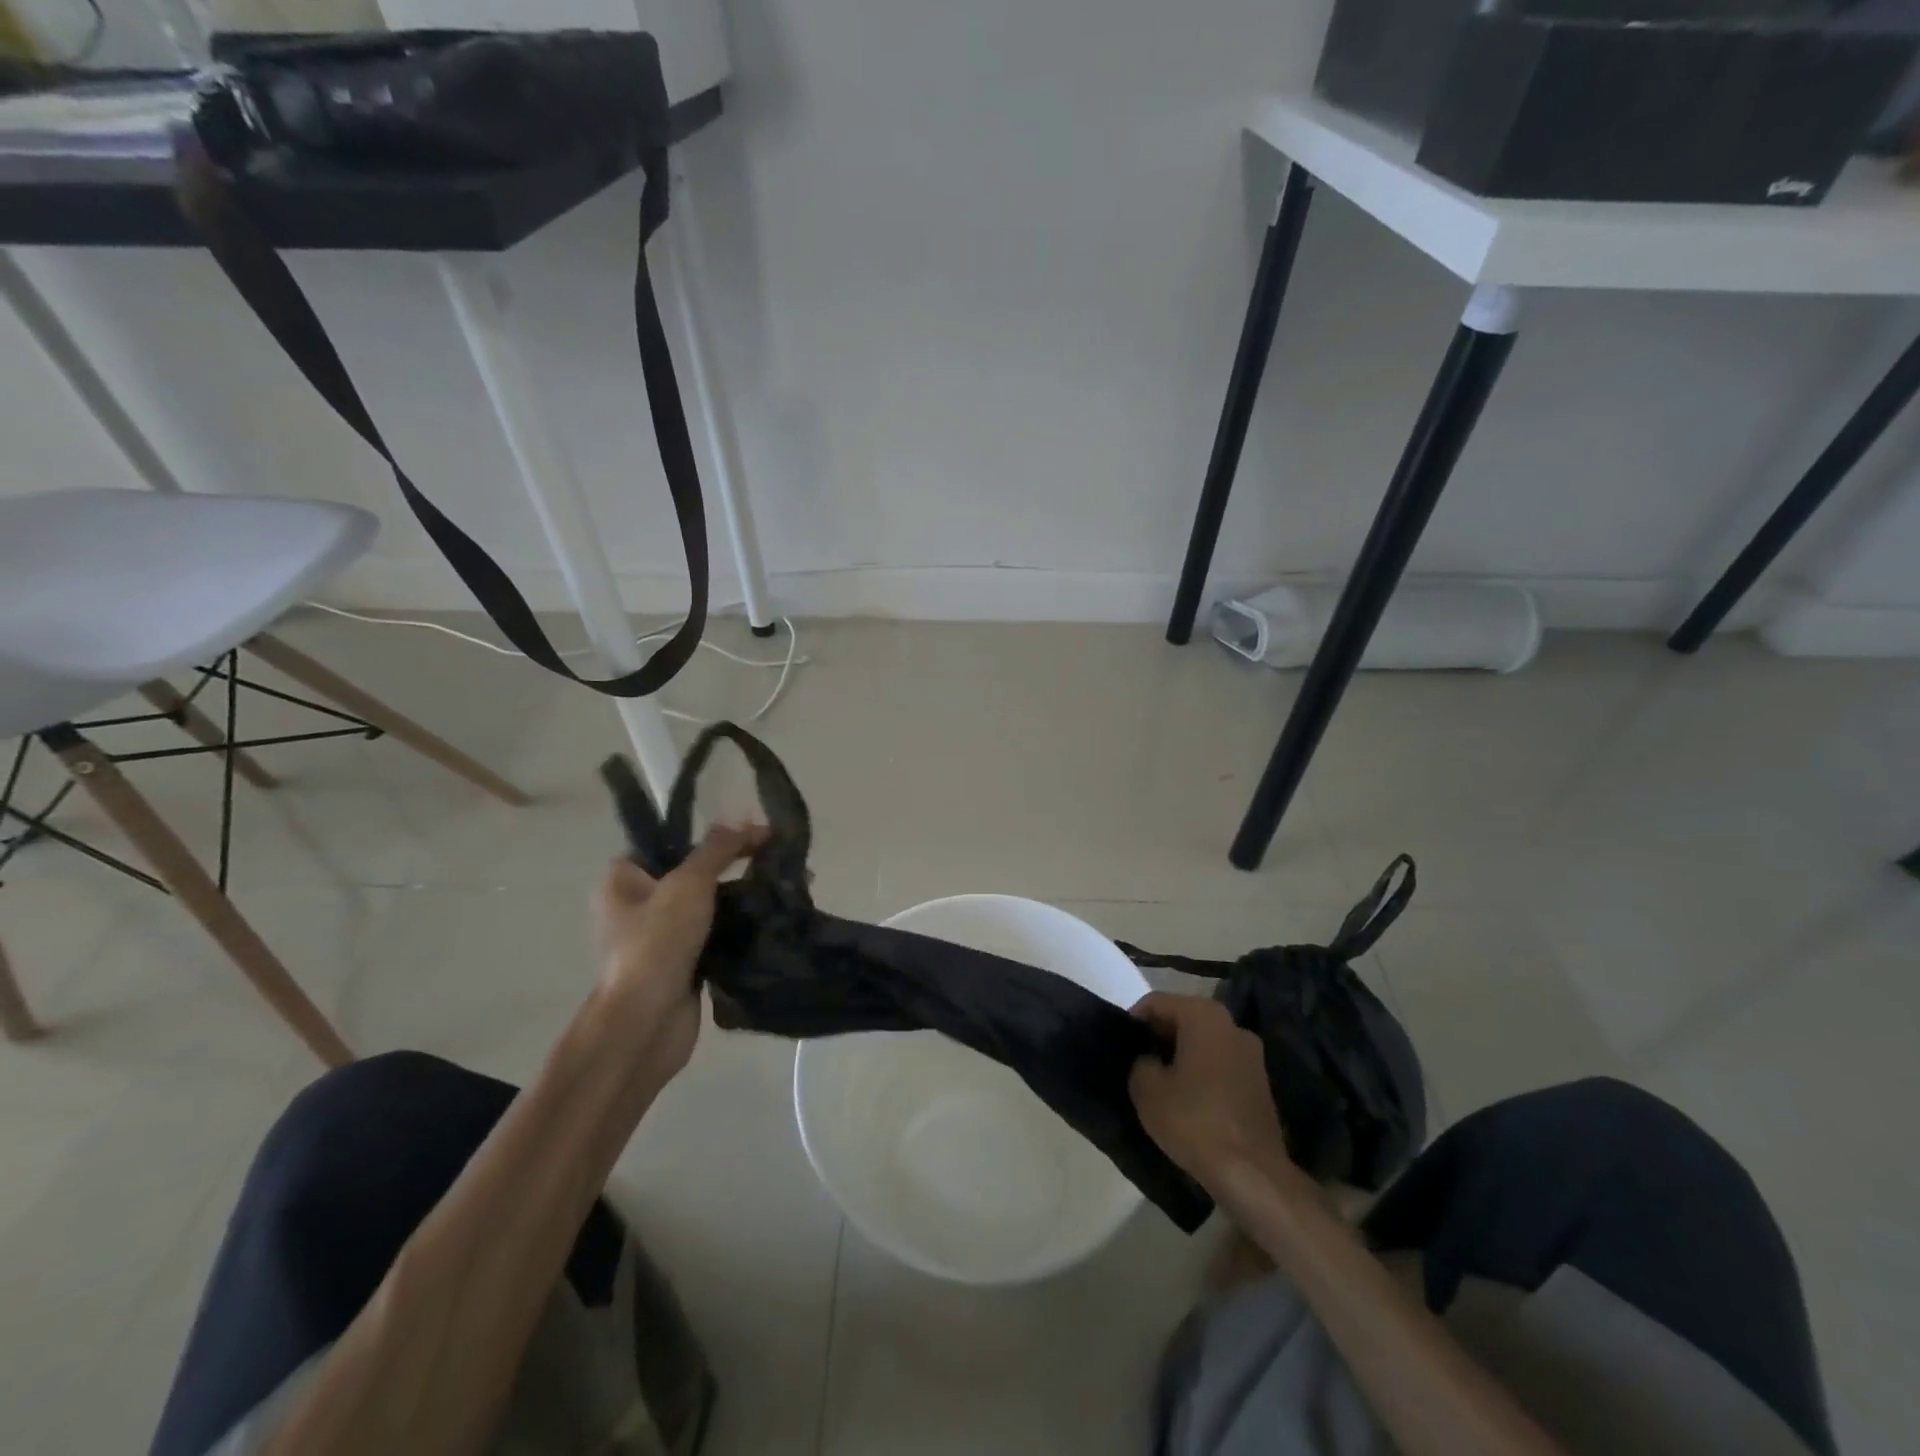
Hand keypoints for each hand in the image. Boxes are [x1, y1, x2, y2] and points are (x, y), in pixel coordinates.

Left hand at [594, 823, 764, 1082]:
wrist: (645, 1023)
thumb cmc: (656, 943)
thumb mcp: (688, 883)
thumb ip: (717, 849)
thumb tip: (743, 821)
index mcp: (623, 878)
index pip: (669, 841)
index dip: (712, 834)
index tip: (753, 832)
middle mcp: (636, 904)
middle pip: (693, 872)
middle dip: (736, 864)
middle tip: (776, 857)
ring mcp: (660, 936)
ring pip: (709, 904)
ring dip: (744, 896)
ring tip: (785, 885)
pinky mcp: (683, 963)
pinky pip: (716, 933)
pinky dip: (741, 926)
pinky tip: (774, 916)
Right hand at [1129, 992, 1289, 1190]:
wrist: (1252, 1174)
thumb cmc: (1194, 1120)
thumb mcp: (1146, 1089)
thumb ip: (1140, 1063)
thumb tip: (1148, 1062)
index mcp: (1204, 1015)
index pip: (1157, 1002)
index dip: (1134, 1021)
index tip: (1120, 1046)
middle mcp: (1232, 1025)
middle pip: (1183, 1019)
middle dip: (1158, 1037)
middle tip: (1136, 1063)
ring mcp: (1251, 1055)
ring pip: (1203, 1043)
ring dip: (1180, 1057)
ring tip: (1159, 1083)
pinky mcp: (1260, 1084)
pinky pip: (1220, 1065)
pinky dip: (1200, 1074)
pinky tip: (1186, 1100)